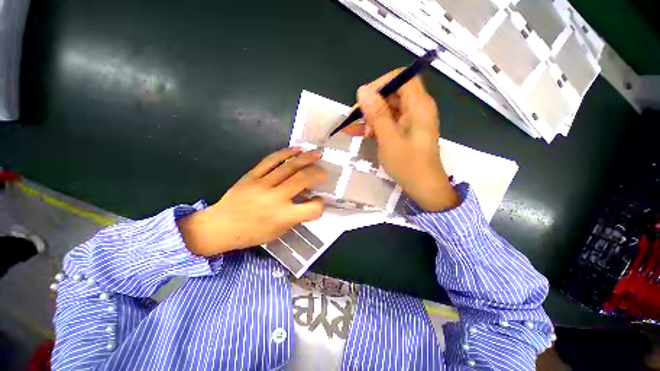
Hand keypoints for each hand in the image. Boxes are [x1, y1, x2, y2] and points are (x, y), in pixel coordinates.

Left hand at [177, 148, 326, 256]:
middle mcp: (276, 198)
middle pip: (303, 179)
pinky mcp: (252, 176)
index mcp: (283, 216)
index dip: (320, 204)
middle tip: (324, 170)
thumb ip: (295, 216)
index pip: (312, 208)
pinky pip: (271, 160)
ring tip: (317, 153)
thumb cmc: (252, 234)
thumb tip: (308, 200)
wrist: (220, 227)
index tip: (319, 200)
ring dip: (306, 158)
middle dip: (318, 172)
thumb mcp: (279, 232)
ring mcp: (263, 184)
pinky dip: (285, 153)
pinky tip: (296, 149)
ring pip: (289, 166)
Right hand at [344, 70, 458, 211]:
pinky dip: (374, 127)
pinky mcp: (405, 132)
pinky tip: (359, 134)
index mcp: (419, 106)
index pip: (401, 79)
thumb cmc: (408, 165)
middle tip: (354, 117)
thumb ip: (377, 114)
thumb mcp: (389, 139)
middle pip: (392, 94)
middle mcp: (417, 109)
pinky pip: (387, 123)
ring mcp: (410, 121)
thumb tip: (362, 90)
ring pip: (387, 110)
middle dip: (371, 104)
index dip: (381, 84)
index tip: (363, 99)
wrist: (423, 188)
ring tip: (354, 130)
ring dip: (370, 118)